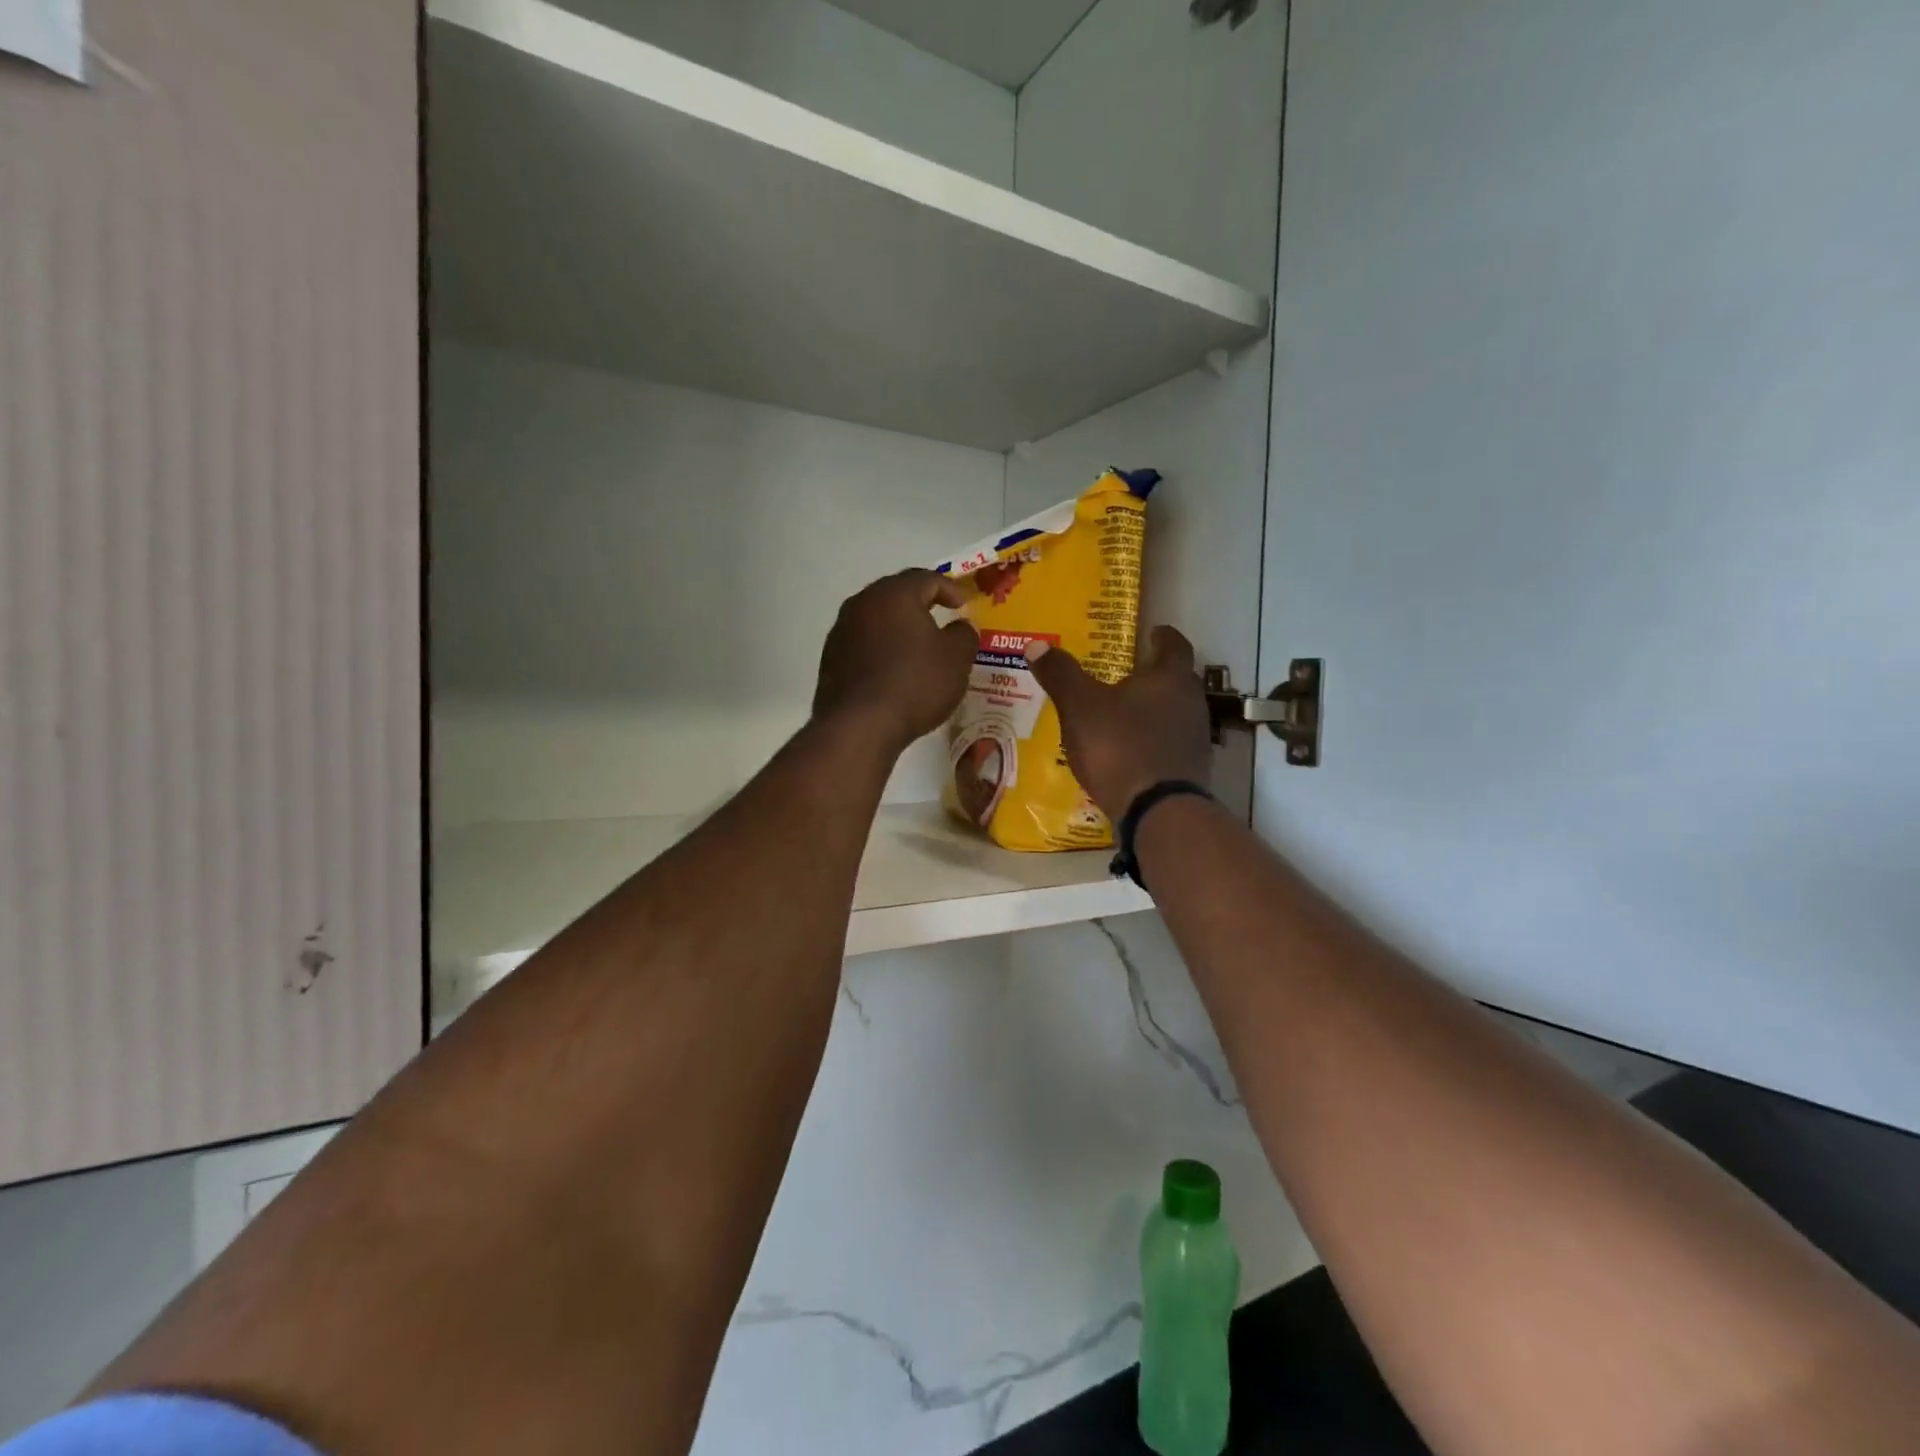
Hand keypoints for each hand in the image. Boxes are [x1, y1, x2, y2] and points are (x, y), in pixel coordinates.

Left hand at [813, 570, 977, 752]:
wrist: (859, 726)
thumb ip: (964, 635)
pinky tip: (892, 669)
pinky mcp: (830, 659)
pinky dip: (880, 649)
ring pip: (876, 619)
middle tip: (939, 616)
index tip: (964, 604)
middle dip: (920, 603)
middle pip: (895, 594)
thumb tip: (960, 627)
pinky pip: (862, 644)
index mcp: (894, 594)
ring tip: (916, 645)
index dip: (949, 588)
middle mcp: (862, 603)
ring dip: (897, 627)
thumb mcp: (956, 659)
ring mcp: (841, 631)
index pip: (926, 578)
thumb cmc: (915, 684)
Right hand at [1027, 626, 1211, 819]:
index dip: (1163, 636)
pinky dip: (1152, 740)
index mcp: (1170, 678)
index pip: (1174, 645)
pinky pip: (1169, 744)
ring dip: (1153, 710)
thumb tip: (1036, 644)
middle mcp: (1191, 703)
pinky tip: (1129, 750)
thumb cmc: (1120, 746)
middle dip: (1153, 675)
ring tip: (1123, 713)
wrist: (1157, 812)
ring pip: (1174, 713)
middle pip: (1176, 680)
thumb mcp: (1080, 707)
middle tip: (1126, 673)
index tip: (1153, 632)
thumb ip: (1061, 674)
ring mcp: (1195, 739)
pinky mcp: (1190, 770)